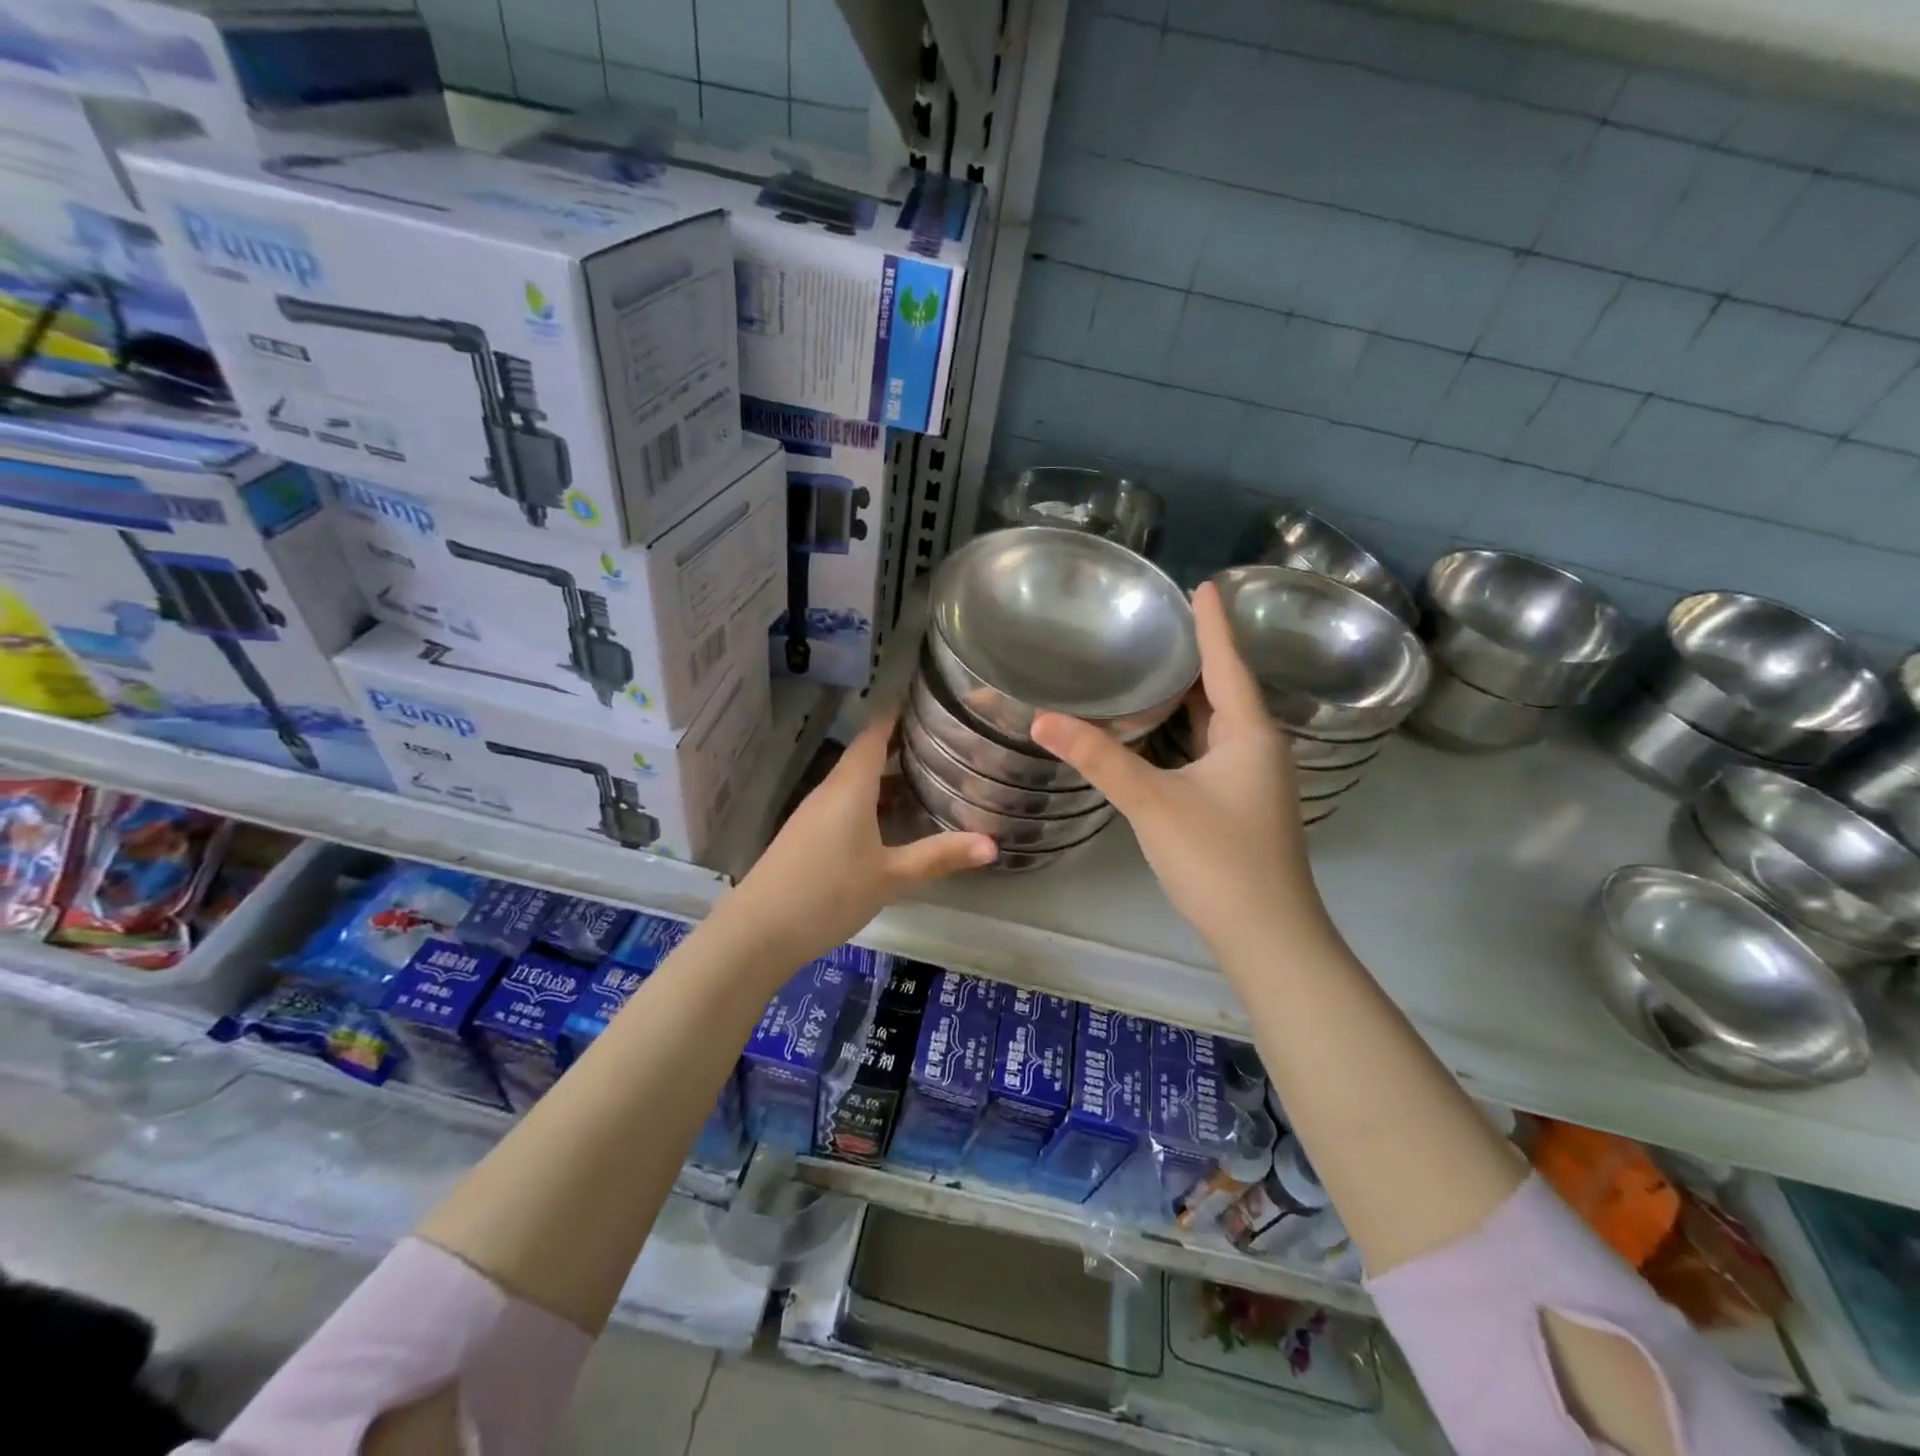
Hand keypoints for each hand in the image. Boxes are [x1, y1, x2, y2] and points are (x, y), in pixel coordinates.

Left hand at [713, 709, 995, 970]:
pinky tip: (893, 820)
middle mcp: (831, 790)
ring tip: (928, 775)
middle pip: (867, 755)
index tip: (927, 697)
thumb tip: (993, 844)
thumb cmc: (828, 892)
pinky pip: (846, 804)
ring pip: (857, 782)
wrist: (758, 932)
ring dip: (888, 775)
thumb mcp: (891, 876)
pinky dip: (873, 800)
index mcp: (851, 786)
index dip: (897, 712)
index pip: (875, 733)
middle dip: (902, 745)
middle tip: (944, 740)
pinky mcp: (808, 835)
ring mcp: (815, 813)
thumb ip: (939, 857)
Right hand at [1030, 580, 1332, 962]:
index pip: (1227, 662)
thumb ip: (1099, 758)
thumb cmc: (1218, 859)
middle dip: (1195, 655)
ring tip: (1152, 666)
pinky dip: (1186, 730)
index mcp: (1249, 733)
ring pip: (1218, 722)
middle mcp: (1258, 747)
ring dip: (1189, 695)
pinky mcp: (1242, 803)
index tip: (1202, 583)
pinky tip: (1160, 731)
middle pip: (1224, 688)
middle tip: (1156, 622)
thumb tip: (1042, 719)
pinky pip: (1212, 748)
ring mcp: (1253, 778)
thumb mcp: (1152, 803)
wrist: (1267, 935)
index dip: (1212, 622)